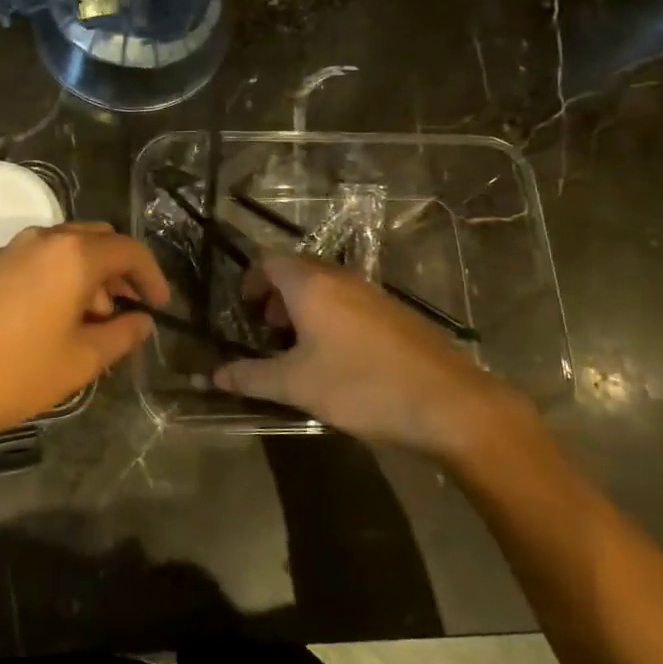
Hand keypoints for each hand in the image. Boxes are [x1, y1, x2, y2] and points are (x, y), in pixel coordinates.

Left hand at [0, 222, 170, 447]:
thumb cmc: (16, 372)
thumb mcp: (81, 360)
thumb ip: (122, 335)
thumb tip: (142, 321)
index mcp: (74, 255)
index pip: (129, 250)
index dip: (152, 276)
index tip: (160, 305)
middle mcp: (45, 238)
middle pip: (99, 240)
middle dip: (121, 271)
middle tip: (131, 309)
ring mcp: (14, 248)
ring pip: (70, 247)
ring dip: (92, 274)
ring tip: (97, 321)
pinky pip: (43, 257)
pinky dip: (63, 275)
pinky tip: (61, 316)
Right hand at [213, 253, 541, 462]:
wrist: (449, 403)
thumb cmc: (361, 386)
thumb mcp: (297, 385)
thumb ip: (251, 377)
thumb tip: (213, 376)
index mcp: (312, 285)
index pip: (269, 260)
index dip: (250, 281)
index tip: (244, 312)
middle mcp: (341, 278)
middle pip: (297, 270)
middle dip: (276, 295)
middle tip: (267, 330)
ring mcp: (372, 293)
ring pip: (326, 286)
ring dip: (304, 307)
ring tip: (299, 348)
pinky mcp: (395, 313)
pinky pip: (349, 302)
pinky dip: (331, 317)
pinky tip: (337, 358)